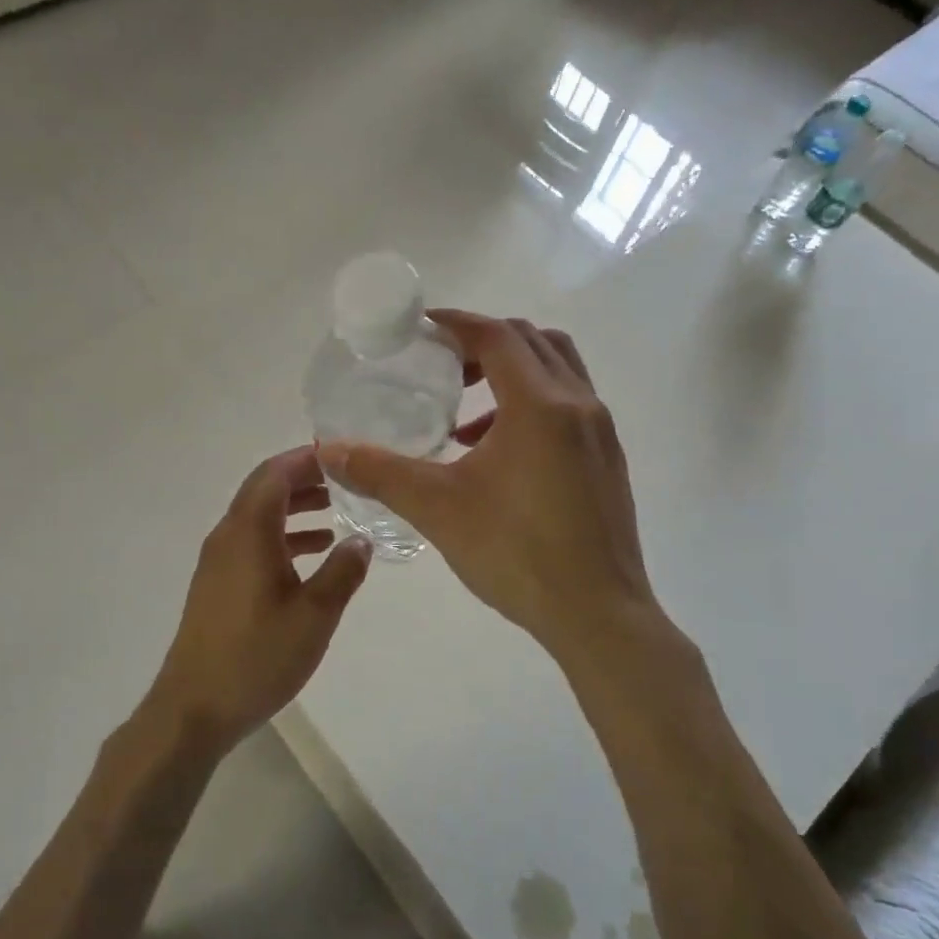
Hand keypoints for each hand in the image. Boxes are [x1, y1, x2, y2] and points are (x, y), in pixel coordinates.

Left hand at [145, 446, 372, 753]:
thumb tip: (362, 540)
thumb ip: (343, 572)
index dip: (307, 459)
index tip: (342, 456)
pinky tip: (312, 555)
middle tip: (345, 481)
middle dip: (303, 479)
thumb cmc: (257, 656)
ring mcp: (218, 560)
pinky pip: (252, 542)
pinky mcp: (217, 583)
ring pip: (258, 516)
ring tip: (336, 513)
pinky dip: (282, 536)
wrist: (194, 707)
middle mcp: (228, 535)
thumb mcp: (314, 615)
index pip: (275, 473)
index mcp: (248, 532)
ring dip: (294, 508)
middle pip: (264, 489)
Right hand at [317, 311, 662, 661]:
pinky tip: (496, 456)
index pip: (497, 336)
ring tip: (465, 419)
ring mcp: (601, 432)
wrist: (598, 615)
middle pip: (532, 342)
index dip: (457, 323)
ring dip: (510, 374)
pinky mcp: (608, 460)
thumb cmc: (517, 553)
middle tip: (441, 367)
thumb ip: (381, 472)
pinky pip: (569, 405)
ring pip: (557, 371)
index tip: (421, 328)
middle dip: (483, 343)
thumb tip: (330, 450)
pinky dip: (530, 405)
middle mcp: (579, 405)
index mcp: (540, 405)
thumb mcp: (438, 509)